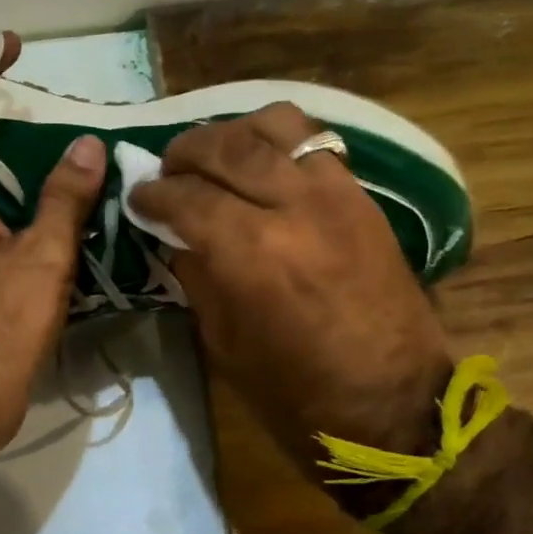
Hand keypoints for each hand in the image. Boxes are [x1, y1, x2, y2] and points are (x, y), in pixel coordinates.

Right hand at [131, 103, 454, 471]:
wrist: (394, 406)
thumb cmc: (298, 395)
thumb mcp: (226, 345)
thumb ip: (198, 277)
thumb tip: (176, 235)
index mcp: (251, 253)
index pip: (187, 196)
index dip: (153, 193)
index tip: (138, 196)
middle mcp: (294, 207)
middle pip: (227, 147)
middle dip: (186, 152)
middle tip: (167, 170)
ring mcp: (336, 194)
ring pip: (276, 126)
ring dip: (234, 133)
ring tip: (217, 156)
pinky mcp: (364, 198)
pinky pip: (315, 143)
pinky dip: (279, 141)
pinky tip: (262, 163)